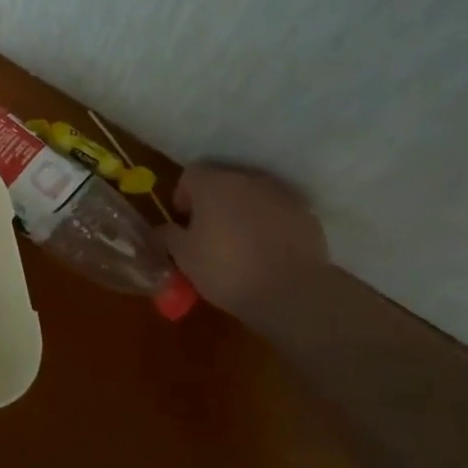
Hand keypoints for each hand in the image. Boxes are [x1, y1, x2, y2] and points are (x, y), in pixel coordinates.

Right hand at [161, 165, 329, 317]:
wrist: (292, 292)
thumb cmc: (227, 269)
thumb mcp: (184, 257)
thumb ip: (168, 236)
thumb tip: (162, 230)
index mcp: (213, 183)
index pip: (190, 175)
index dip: (183, 197)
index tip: (184, 223)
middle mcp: (247, 179)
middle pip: (222, 182)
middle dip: (213, 203)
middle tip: (209, 234)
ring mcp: (280, 194)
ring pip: (251, 196)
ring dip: (242, 211)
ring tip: (240, 243)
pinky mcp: (305, 214)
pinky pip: (277, 212)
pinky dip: (269, 224)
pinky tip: (267, 251)